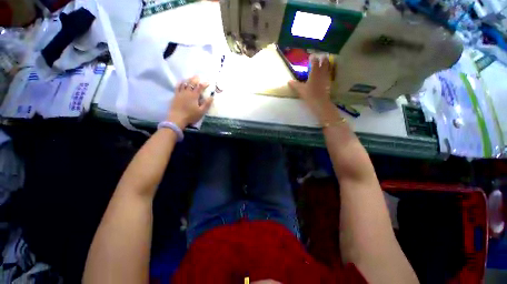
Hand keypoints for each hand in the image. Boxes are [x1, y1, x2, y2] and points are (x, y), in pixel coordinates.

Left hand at [168, 76, 213, 128]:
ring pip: (184, 83)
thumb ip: (207, 104)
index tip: (209, 82)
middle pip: (191, 83)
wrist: (177, 119)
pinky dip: (181, 82)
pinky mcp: (175, 95)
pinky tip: (182, 81)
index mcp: (194, 96)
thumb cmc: (191, 116)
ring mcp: (180, 93)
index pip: (200, 87)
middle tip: (199, 76)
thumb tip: (212, 97)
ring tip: (192, 78)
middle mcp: (187, 92)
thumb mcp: (201, 112)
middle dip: (196, 79)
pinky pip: (178, 86)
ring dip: (189, 79)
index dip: (204, 84)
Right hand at [288, 56, 336, 122]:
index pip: (315, 61)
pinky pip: (329, 73)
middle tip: (320, 57)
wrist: (320, 102)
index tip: (311, 56)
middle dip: (322, 58)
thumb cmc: (309, 94)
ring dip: (327, 63)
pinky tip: (325, 73)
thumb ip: (295, 84)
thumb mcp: (300, 89)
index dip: (313, 58)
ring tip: (325, 62)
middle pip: (324, 61)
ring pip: (328, 66)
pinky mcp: (329, 82)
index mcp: (314, 72)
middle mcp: (322, 72)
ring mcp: (326, 77)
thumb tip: (289, 81)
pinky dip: (328, 71)